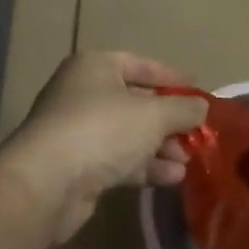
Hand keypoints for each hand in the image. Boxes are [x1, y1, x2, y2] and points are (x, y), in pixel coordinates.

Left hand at [0, 51, 208, 242]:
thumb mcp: (153, 115)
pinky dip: (144, 166)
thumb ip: (183, 109)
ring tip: (187, 161)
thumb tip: (202, 106)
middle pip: (136, 102)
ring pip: (128, 134)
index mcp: (96, 66)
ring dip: (159, 147)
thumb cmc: (102, 130)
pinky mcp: (75, 165)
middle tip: (196, 135)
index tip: (199, 93)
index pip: (142, 65)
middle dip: (168, 120)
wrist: (46, 183)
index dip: (173, 78)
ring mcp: (76, 130)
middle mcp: (82, 92)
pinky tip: (171, 178)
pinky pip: (117, 159)